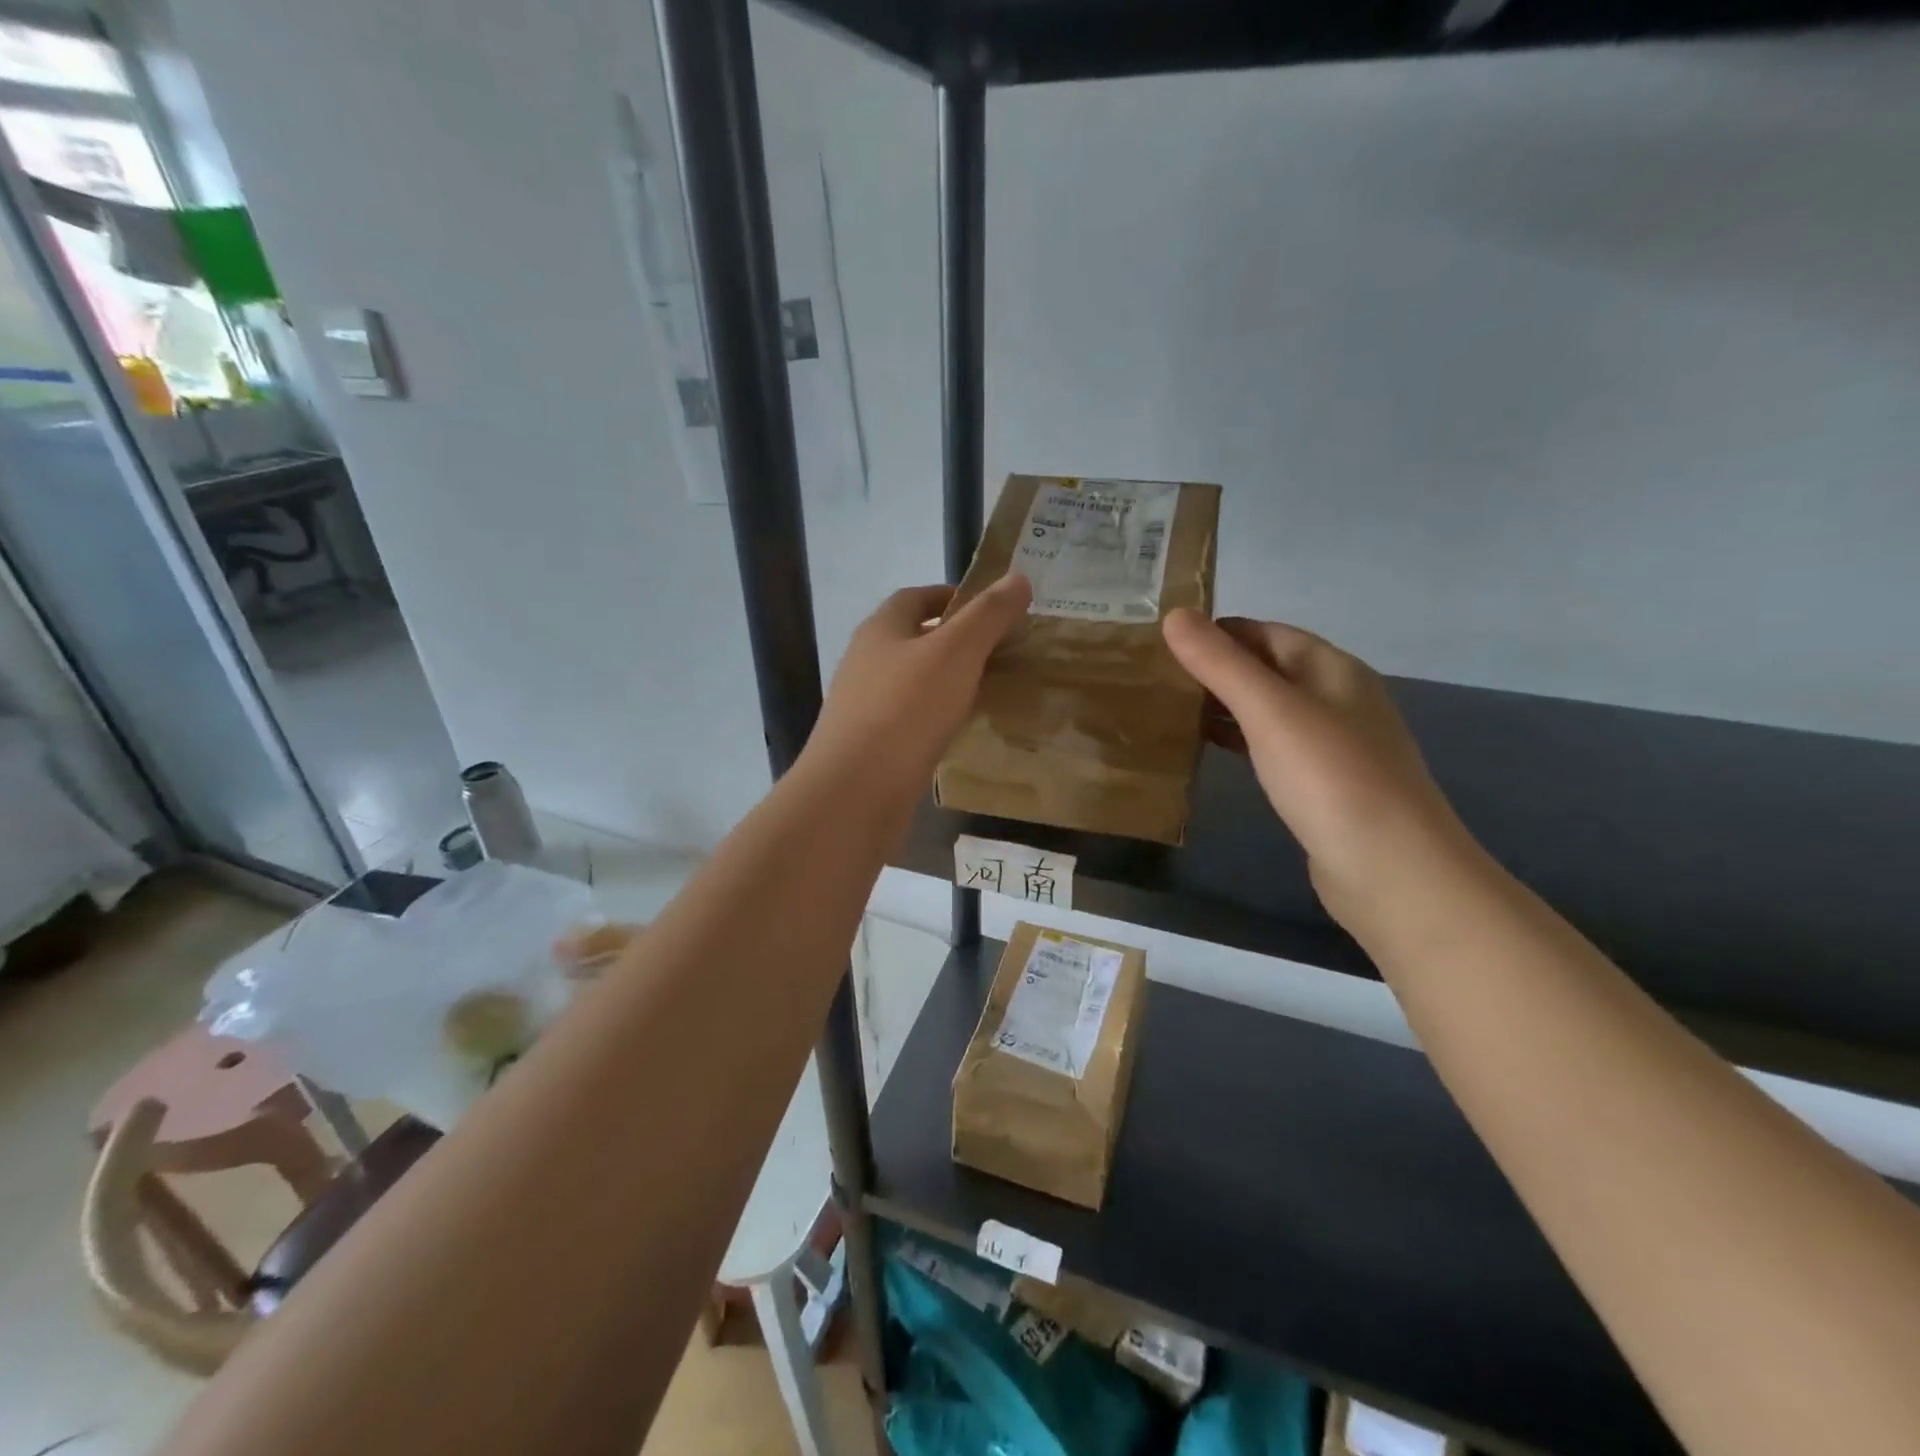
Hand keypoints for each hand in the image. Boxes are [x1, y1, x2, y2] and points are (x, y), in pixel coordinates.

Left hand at [805, 573, 1031, 804]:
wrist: (855, 790)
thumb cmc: (906, 709)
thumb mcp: (957, 652)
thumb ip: (988, 615)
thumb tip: (1019, 577)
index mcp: (881, 629)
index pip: (916, 597)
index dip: (953, 596)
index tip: (991, 608)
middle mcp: (866, 662)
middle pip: (914, 639)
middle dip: (955, 641)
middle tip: (1001, 651)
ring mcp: (864, 706)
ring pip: (913, 682)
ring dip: (947, 681)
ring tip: (989, 689)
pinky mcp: (871, 745)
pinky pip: (911, 719)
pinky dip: (937, 716)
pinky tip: (961, 730)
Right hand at [1162, 609, 1471, 931]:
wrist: (1390, 869)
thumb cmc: (1330, 777)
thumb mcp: (1270, 711)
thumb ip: (1220, 663)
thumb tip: (1174, 615)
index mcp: (1333, 670)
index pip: (1267, 632)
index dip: (1218, 631)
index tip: (1164, 641)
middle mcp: (1338, 699)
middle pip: (1269, 669)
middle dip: (1217, 668)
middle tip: (1157, 676)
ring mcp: (1334, 745)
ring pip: (1270, 710)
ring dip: (1226, 705)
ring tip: (1171, 709)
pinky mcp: (1324, 786)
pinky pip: (1273, 747)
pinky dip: (1240, 740)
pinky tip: (1210, 750)